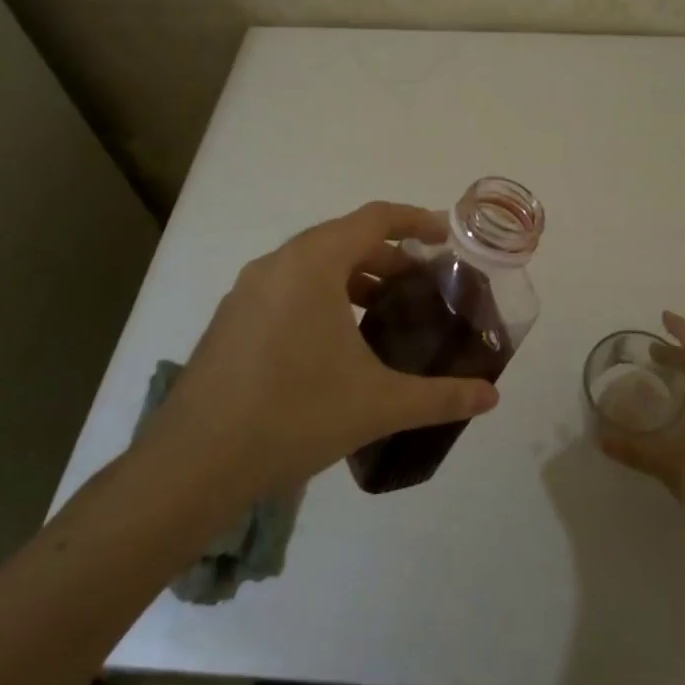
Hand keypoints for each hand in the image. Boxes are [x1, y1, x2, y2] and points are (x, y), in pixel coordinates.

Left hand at [133, 202, 499, 498]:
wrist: (192, 466)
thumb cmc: (293, 416)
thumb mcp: (378, 404)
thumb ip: (441, 397)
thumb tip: (492, 396)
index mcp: (313, 264)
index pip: (374, 218)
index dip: (414, 220)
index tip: (444, 235)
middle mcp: (277, 264)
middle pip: (344, 238)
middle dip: (389, 255)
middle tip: (423, 284)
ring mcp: (247, 291)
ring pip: (312, 264)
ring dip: (353, 276)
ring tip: (383, 311)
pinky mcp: (230, 320)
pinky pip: (287, 287)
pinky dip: (321, 295)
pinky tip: (335, 342)